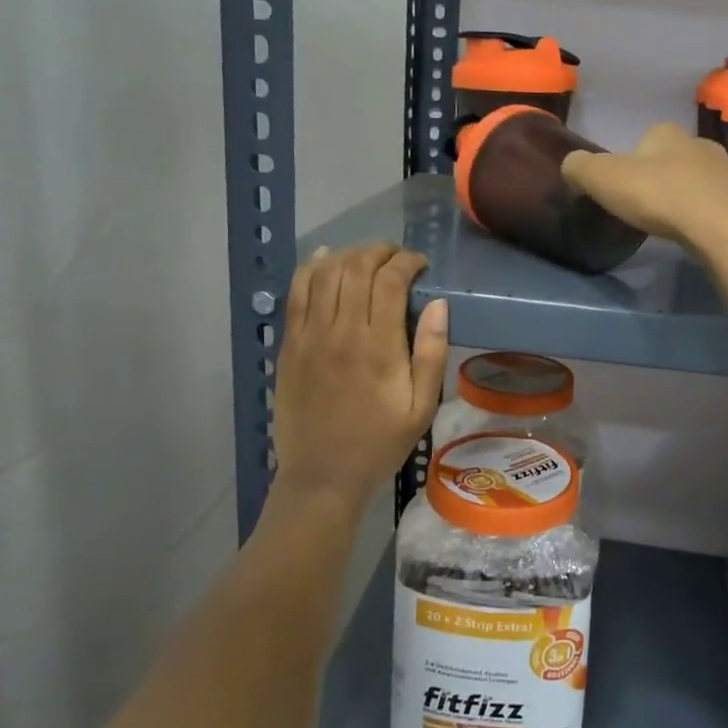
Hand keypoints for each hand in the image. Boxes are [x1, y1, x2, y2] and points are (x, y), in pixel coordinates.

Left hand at [272, 242, 448, 508]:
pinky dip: (310, 268)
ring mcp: (309, 336)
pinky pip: (296, 293)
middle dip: (380, 251)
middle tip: (397, 258)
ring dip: (348, 255)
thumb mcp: (421, 407)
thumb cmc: (380, 443)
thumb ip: (430, 353)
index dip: (407, 262)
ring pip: (324, 273)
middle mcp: (341, 332)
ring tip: (367, 259)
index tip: (420, 265)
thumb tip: (438, 304)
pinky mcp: (289, 344)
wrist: (322, 476)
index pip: (389, 281)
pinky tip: (325, 259)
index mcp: (378, 347)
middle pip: (356, 267)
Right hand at [561, 123, 727, 294]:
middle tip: (646, 208)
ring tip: (672, 223)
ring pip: (698, 180)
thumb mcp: (604, 179)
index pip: (644, 139)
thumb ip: (580, 168)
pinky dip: (706, 215)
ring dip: (685, 197)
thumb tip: (571, 165)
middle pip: (673, 159)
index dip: (630, 162)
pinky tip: (697, 233)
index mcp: (667, 133)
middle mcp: (701, 143)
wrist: (723, 229)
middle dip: (660, 178)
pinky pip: (717, 204)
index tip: (623, 189)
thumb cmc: (660, 196)